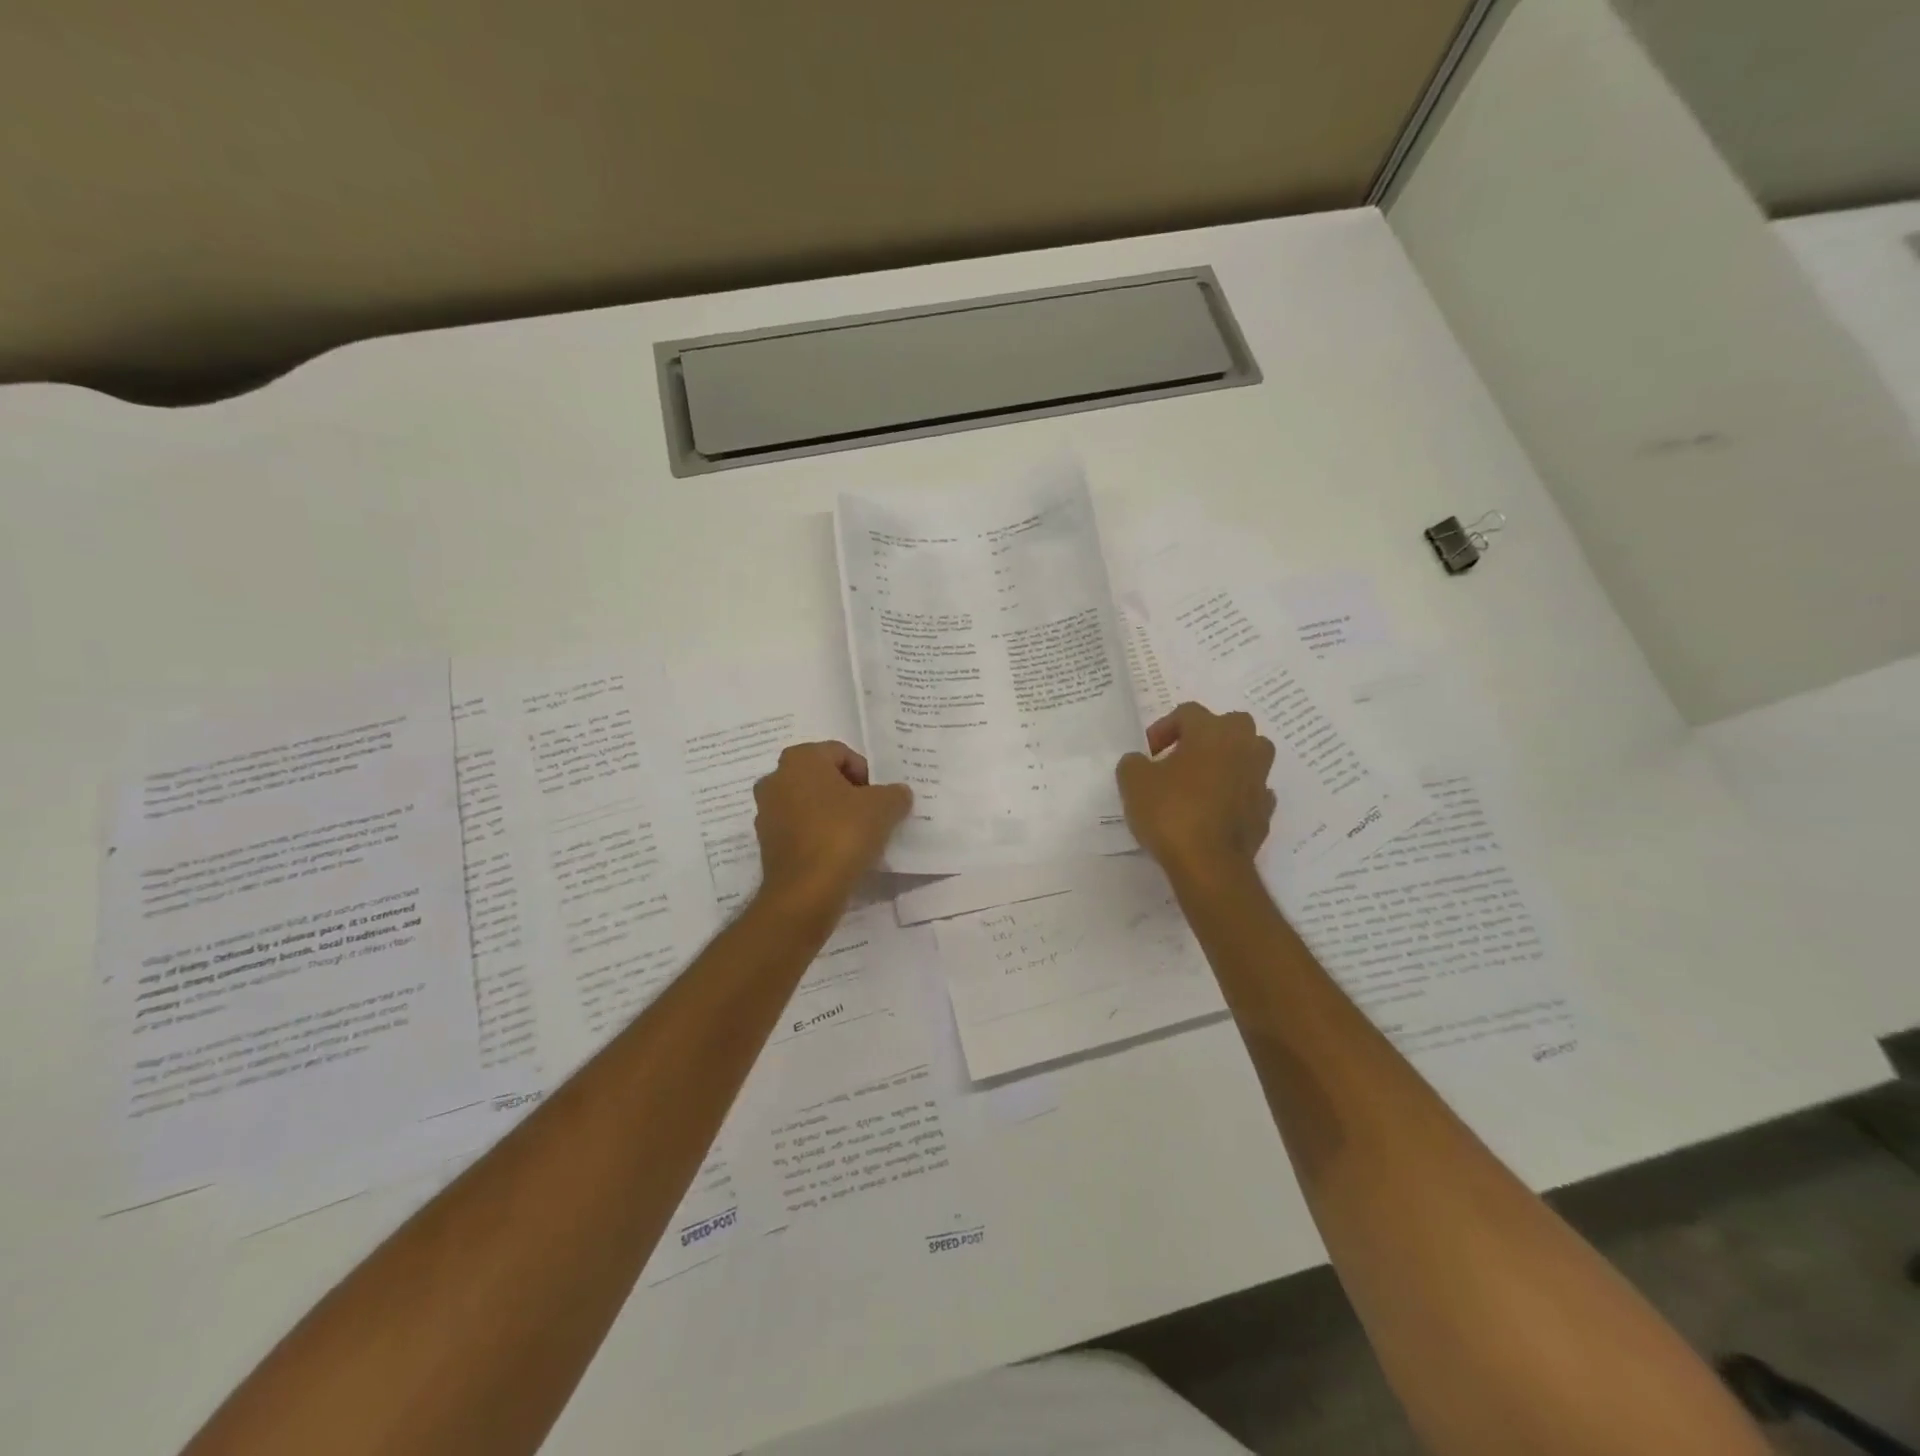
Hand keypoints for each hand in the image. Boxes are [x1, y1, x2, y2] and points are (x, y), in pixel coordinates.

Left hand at [753, 741, 911, 916]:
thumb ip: (895, 793)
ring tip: (856, 837)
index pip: (841, 753)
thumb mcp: (884, 807)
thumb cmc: (843, 834)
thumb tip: (898, 794)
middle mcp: (776, 778)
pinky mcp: (766, 843)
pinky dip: (818, 835)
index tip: (879, 799)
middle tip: (871, 815)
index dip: (866, 773)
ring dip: (832, 814)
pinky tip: (837, 854)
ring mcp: (766, 812)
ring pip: (809, 804)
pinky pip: (799, 829)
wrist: (806, 891)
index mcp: (800, 758)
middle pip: (822, 777)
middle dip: (848, 792)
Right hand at [1117, 702, 1276, 877]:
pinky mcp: (1266, 811)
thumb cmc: (1170, 812)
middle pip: (1230, 725)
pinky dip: (1236, 795)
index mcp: (1212, 731)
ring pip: (1249, 755)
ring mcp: (1260, 779)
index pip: (1188, 712)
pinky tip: (1216, 810)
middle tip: (1181, 758)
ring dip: (1228, 762)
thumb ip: (1133, 763)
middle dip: (1206, 736)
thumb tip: (1140, 762)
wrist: (1209, 864)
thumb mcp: (1133, 782)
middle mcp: (1244, 747)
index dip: (1164, 728)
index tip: (1148, 753)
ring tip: (1202, 783)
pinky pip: (1251, 791)